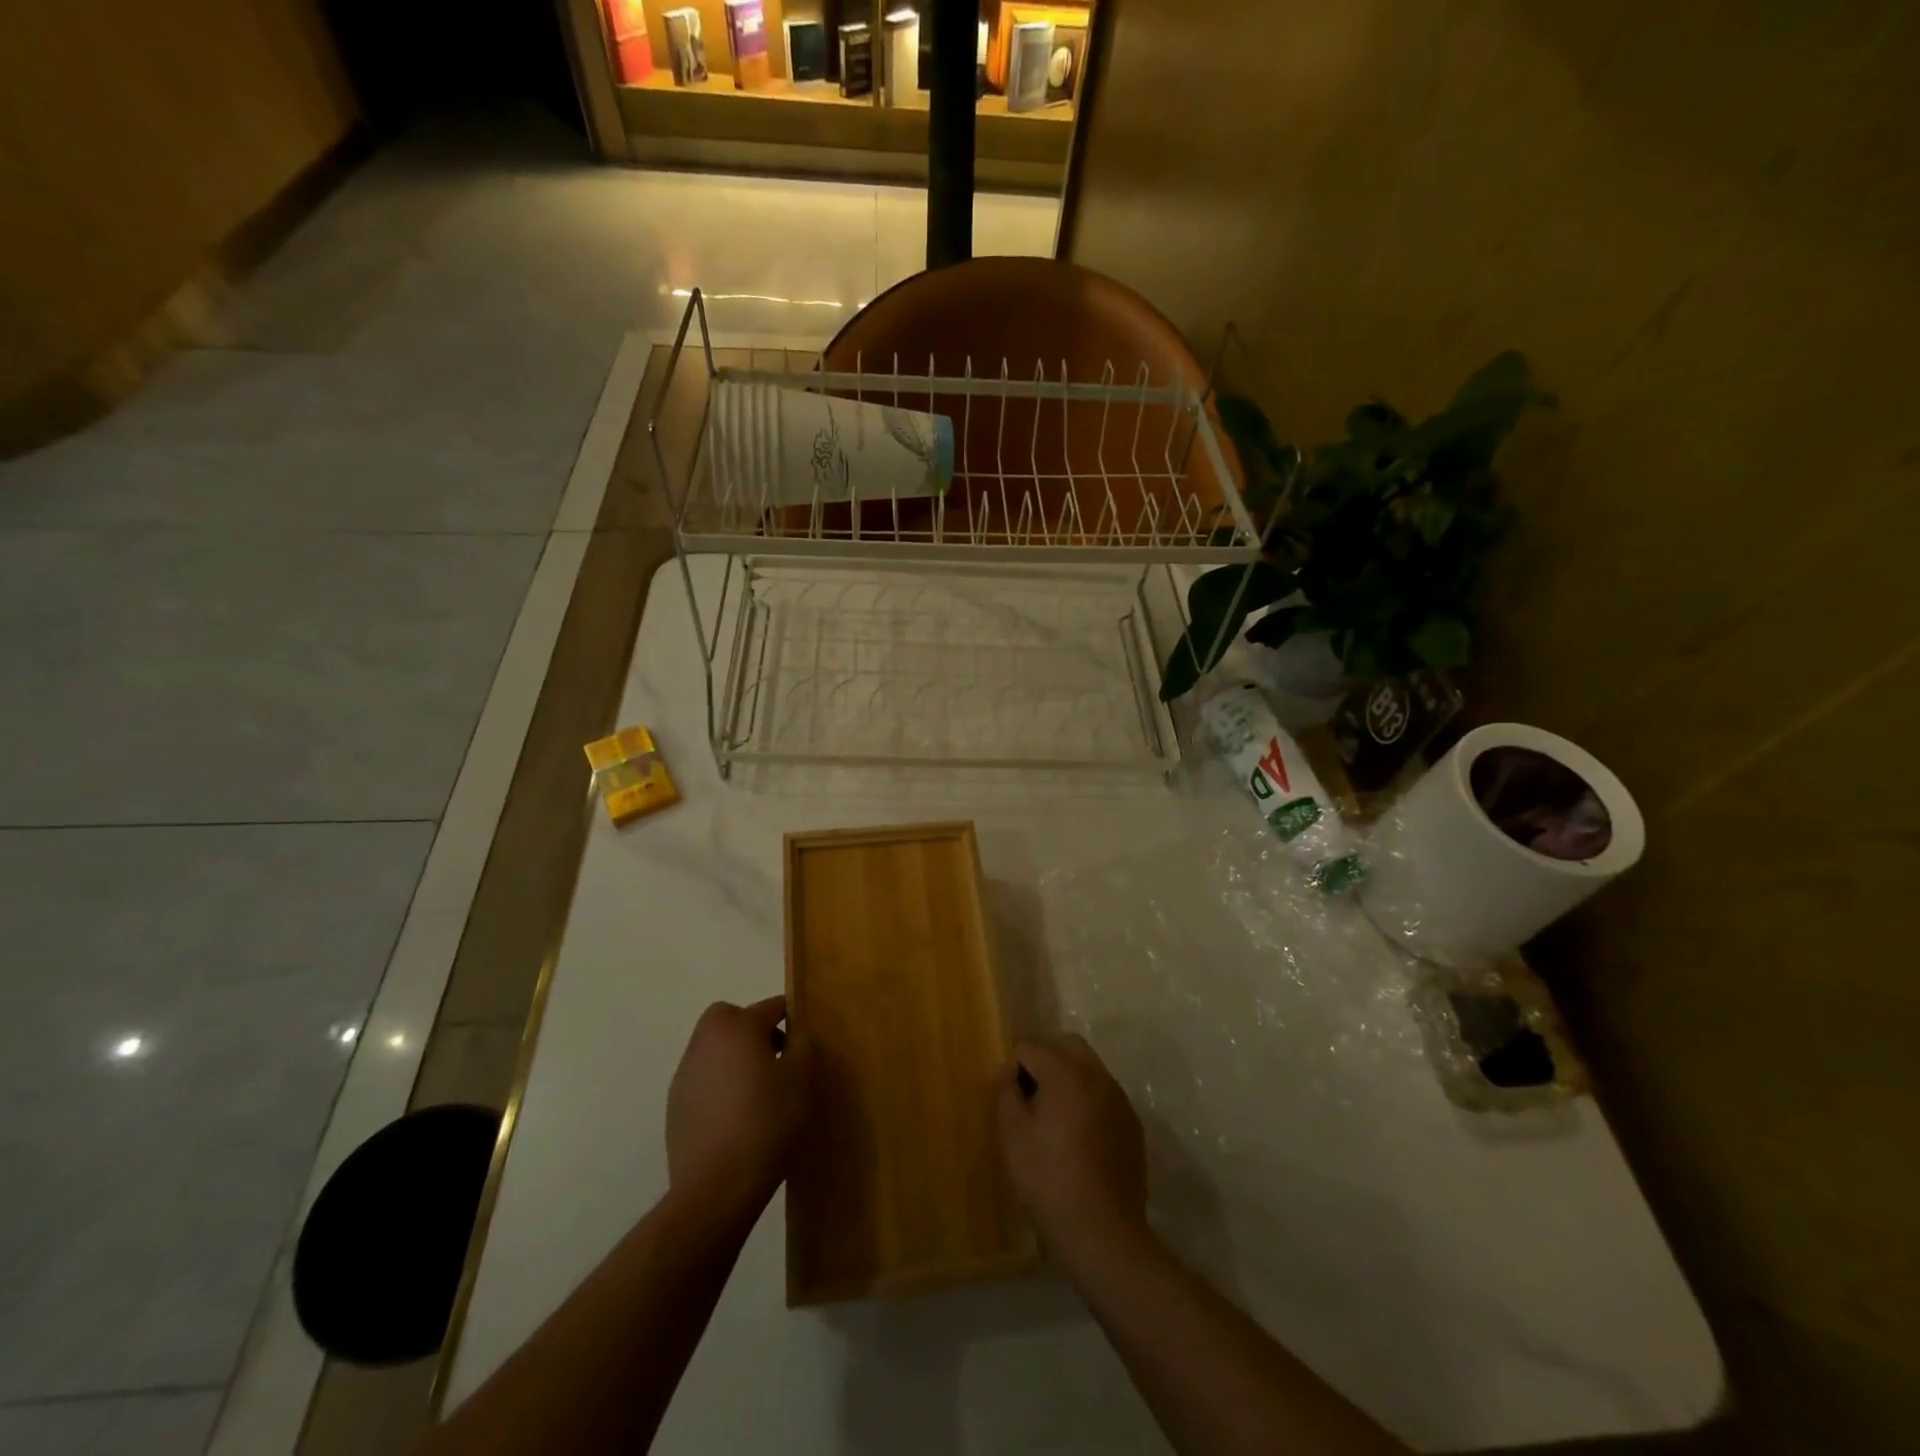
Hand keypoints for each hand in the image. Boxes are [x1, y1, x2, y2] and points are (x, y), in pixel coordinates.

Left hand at [666, 997, 812, 1220]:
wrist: (716, 1187)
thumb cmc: (767, 1122)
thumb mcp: (801, 1078)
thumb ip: (803, 1043)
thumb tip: (797, 1032)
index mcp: (737, 1026)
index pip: (771, 1006)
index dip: (792, 1020)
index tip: (804, 1046)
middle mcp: (704, 1041)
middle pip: (732, 1019)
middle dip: (754, 1030)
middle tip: (776, 1060)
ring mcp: (685, 1074)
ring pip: (715, 1050)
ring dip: (735, 1059)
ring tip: (758, 1094)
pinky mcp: (675, 1106)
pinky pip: (704, 1080)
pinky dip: (720, 1086)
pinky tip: (737, 1118)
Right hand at [996, 1034, 1150, 1271]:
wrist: (1103, 1233)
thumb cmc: (1049, 1181)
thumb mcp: (1013, 1136)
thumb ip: (1005, 1092)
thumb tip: (1006, 1070)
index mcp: (1066, 1073)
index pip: (1032, 1046)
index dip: (1014, 1065)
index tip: (1007, 1094)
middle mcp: (1097, 1075)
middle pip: (1066, 1044)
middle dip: (1044, 1056)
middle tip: (1027, 1090)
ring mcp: (1119, 1099)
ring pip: (1089, 1065)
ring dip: (1067, 1073)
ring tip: (1051, 1112)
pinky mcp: (1132, 1123)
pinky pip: (1104, 1092)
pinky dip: (1087, 1096)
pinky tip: (1077, 1133)